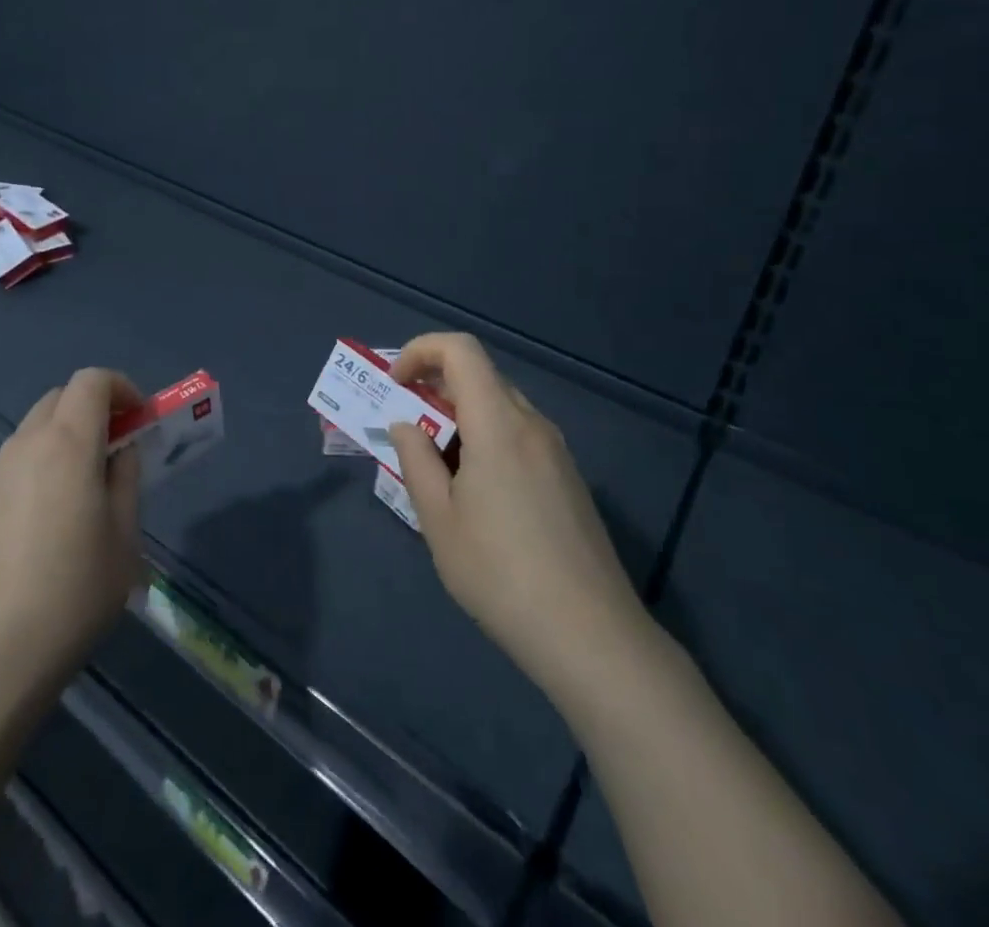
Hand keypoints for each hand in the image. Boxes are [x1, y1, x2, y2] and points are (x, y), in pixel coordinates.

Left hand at [0, 368, 144, 714]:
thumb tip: (120, 453)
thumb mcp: (123, 539)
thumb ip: (126, 481)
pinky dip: (41, 466)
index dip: (122, 388)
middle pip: (60, 398)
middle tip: (118, 450)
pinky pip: (16, 464)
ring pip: (35, 430)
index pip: (92, 381)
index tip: (141, 421)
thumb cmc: (71, 594)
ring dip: (66, 438)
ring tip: (86, 491)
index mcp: (66, 443)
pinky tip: (49, 524)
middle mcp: (24, 445)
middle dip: (94, 409)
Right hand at [386, 333, 651, 695]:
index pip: (461, 350)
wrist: (593, 637)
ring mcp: (557, 452)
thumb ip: (415, 460)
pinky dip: (485, 440)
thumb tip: (406, 425)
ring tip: (435, 468)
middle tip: (406, 428)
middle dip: (435, 388)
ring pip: (499, 408)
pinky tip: (476, 494)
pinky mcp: (569, 479)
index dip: (421, 351)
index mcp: (498, 424)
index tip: (395, 385)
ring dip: (460, 418)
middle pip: (480, 376)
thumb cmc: (501, 575)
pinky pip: (519, 436)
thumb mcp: (439, 520)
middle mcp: (532, 425)